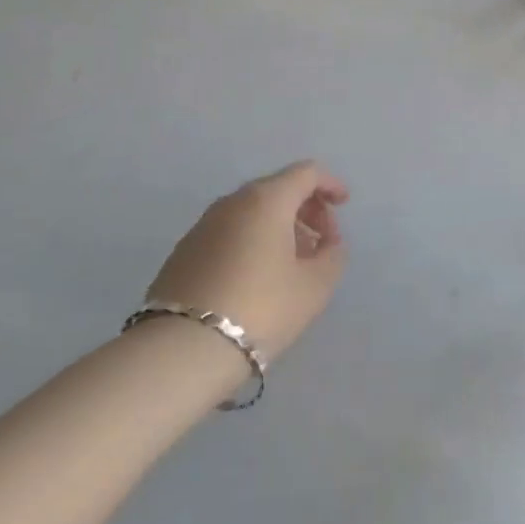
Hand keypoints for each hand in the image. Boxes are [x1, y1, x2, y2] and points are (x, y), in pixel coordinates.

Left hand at [145, 162, 348, 359]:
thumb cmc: (260, 308)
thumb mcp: (315, 286)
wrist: (180, 350)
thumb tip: (327, 244)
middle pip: (278, 189)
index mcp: (267, 199)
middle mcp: (233, 202)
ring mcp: (203, 226)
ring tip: (292, 263)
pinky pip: (230, 232)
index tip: (343, 205)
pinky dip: (252, 241)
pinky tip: (258, 276)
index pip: (306, 173)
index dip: (330, 184)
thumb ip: (332, 256)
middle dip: (306, 208)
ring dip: (279, 227)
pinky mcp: (183, 252)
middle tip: (322, 241)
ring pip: (252, 212)